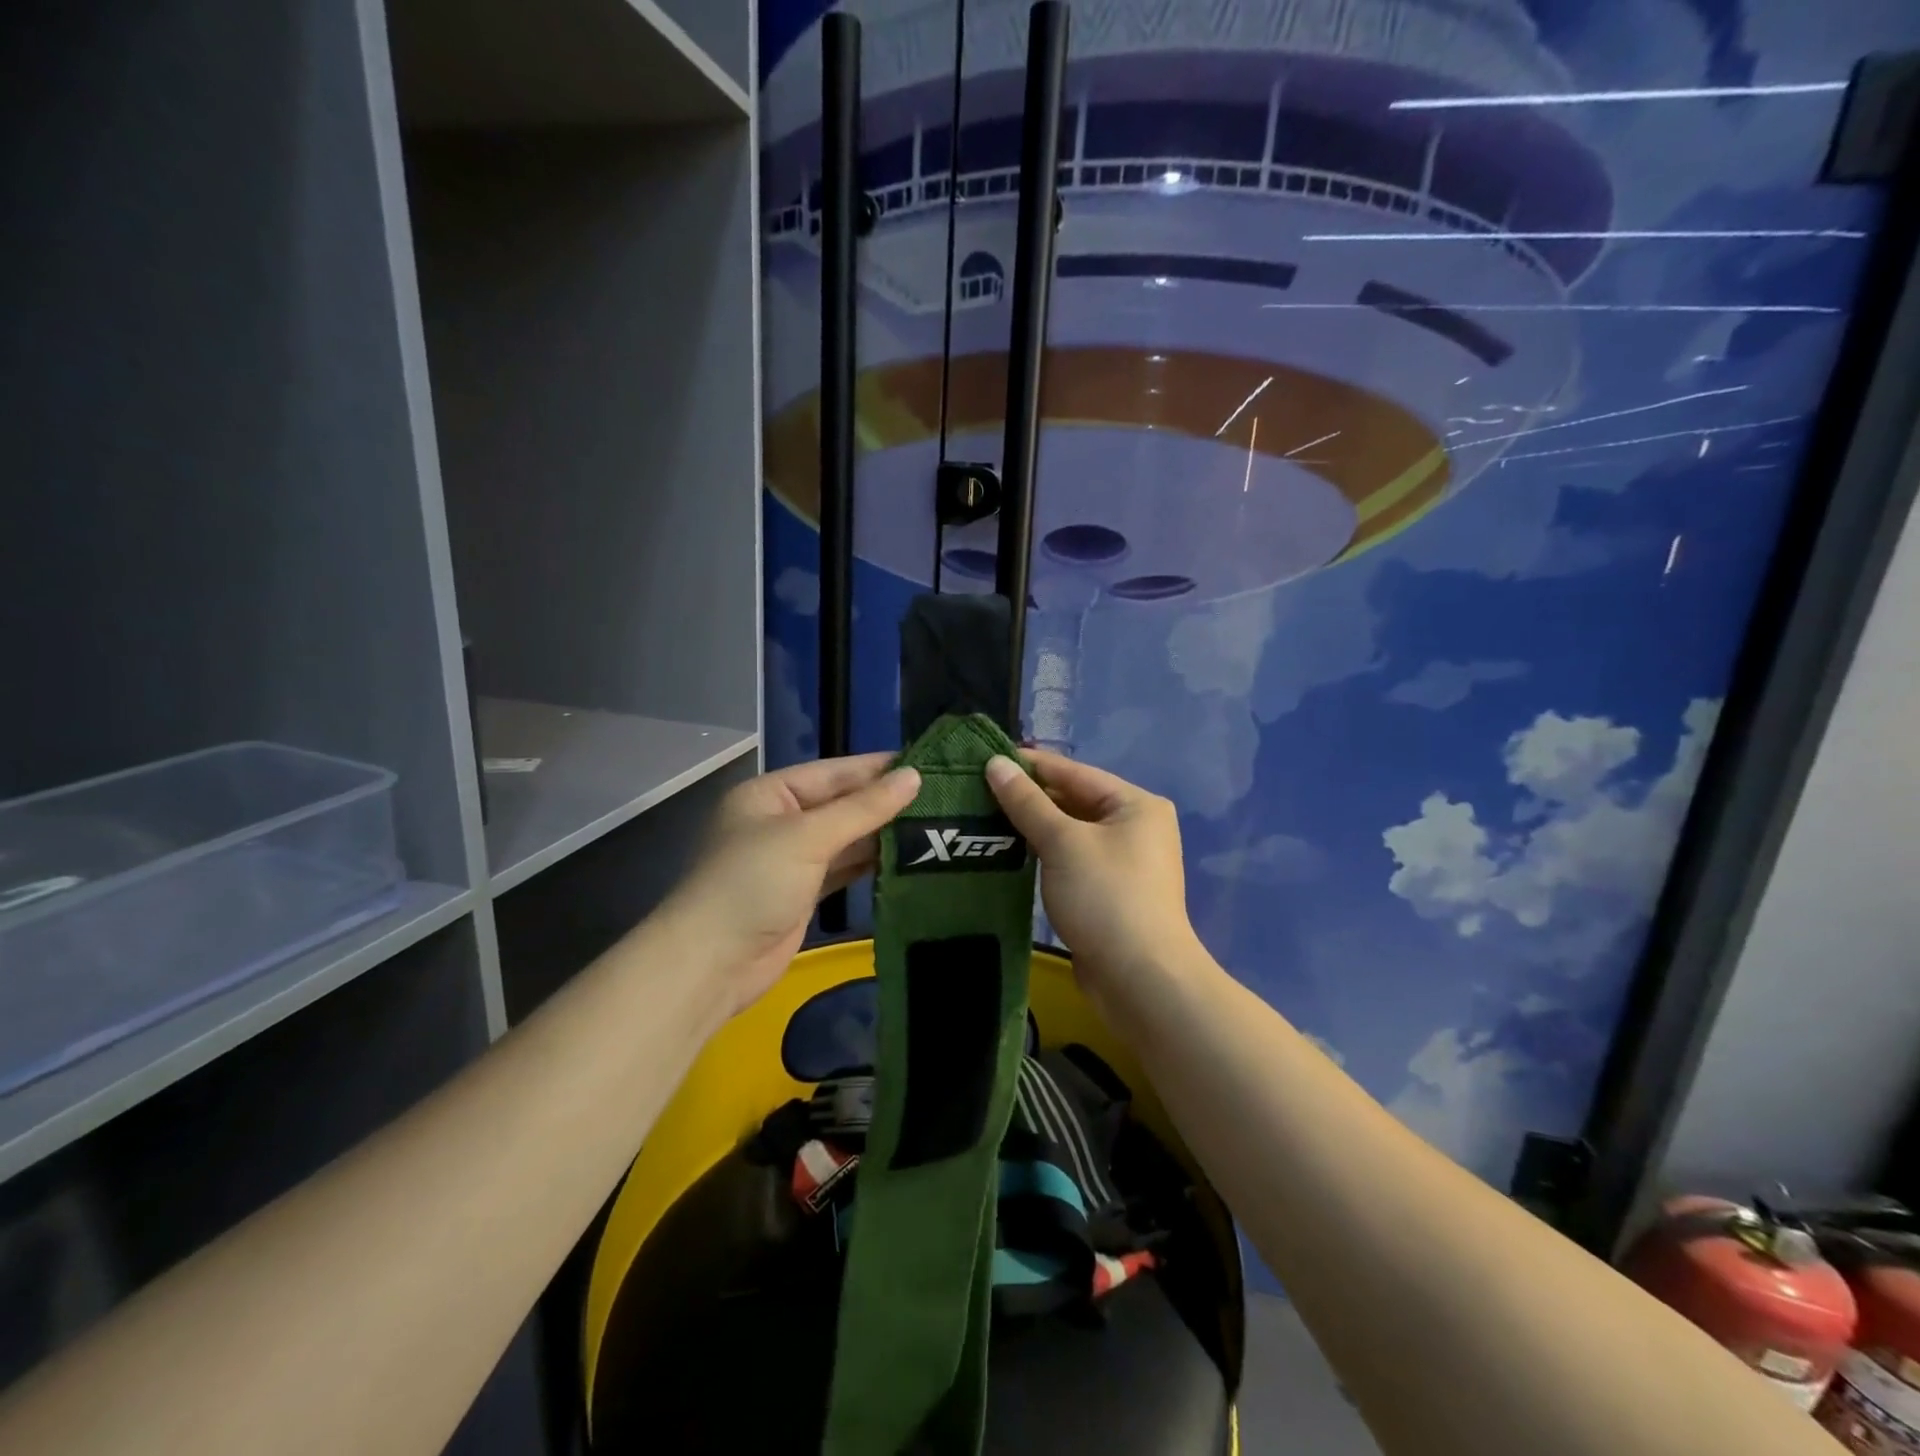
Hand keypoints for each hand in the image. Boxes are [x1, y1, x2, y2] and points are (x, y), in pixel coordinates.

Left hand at [665, 754, 919, 1013]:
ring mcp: (792, 859)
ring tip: (935, 822)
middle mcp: (781, 821)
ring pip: (846, 838)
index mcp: (771, 794)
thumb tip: (913, 776)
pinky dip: (871, 863)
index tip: (927, 763)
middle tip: (942, 795)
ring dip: (883, 833)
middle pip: (842, 804)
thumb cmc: (753, 883)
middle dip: (885, 802)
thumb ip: (863, 808)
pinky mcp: (804, 893)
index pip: (834, 772)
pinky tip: (907, 856)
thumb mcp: (808, 837)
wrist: (712, 964)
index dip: (878, 768)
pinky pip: (845, 868)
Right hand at [984, 751, 1200, 991]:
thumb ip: (1027, 802)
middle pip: (1074, 800)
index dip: (1030, 765)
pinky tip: (1008, 850)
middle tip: (978, 789)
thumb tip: (995, 763)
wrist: (1140, 978)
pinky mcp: (1108, 890)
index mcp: (1135, 804)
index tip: (986, 757)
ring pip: (1070, 832)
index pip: (1074, 773)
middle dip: (1029, 797)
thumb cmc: (1105, 896)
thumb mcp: (1062, 842)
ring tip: (984, 816)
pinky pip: (1070, 858)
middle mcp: (1135, 826)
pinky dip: (1043, 852)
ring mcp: (1123, 861)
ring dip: (1033, 826)